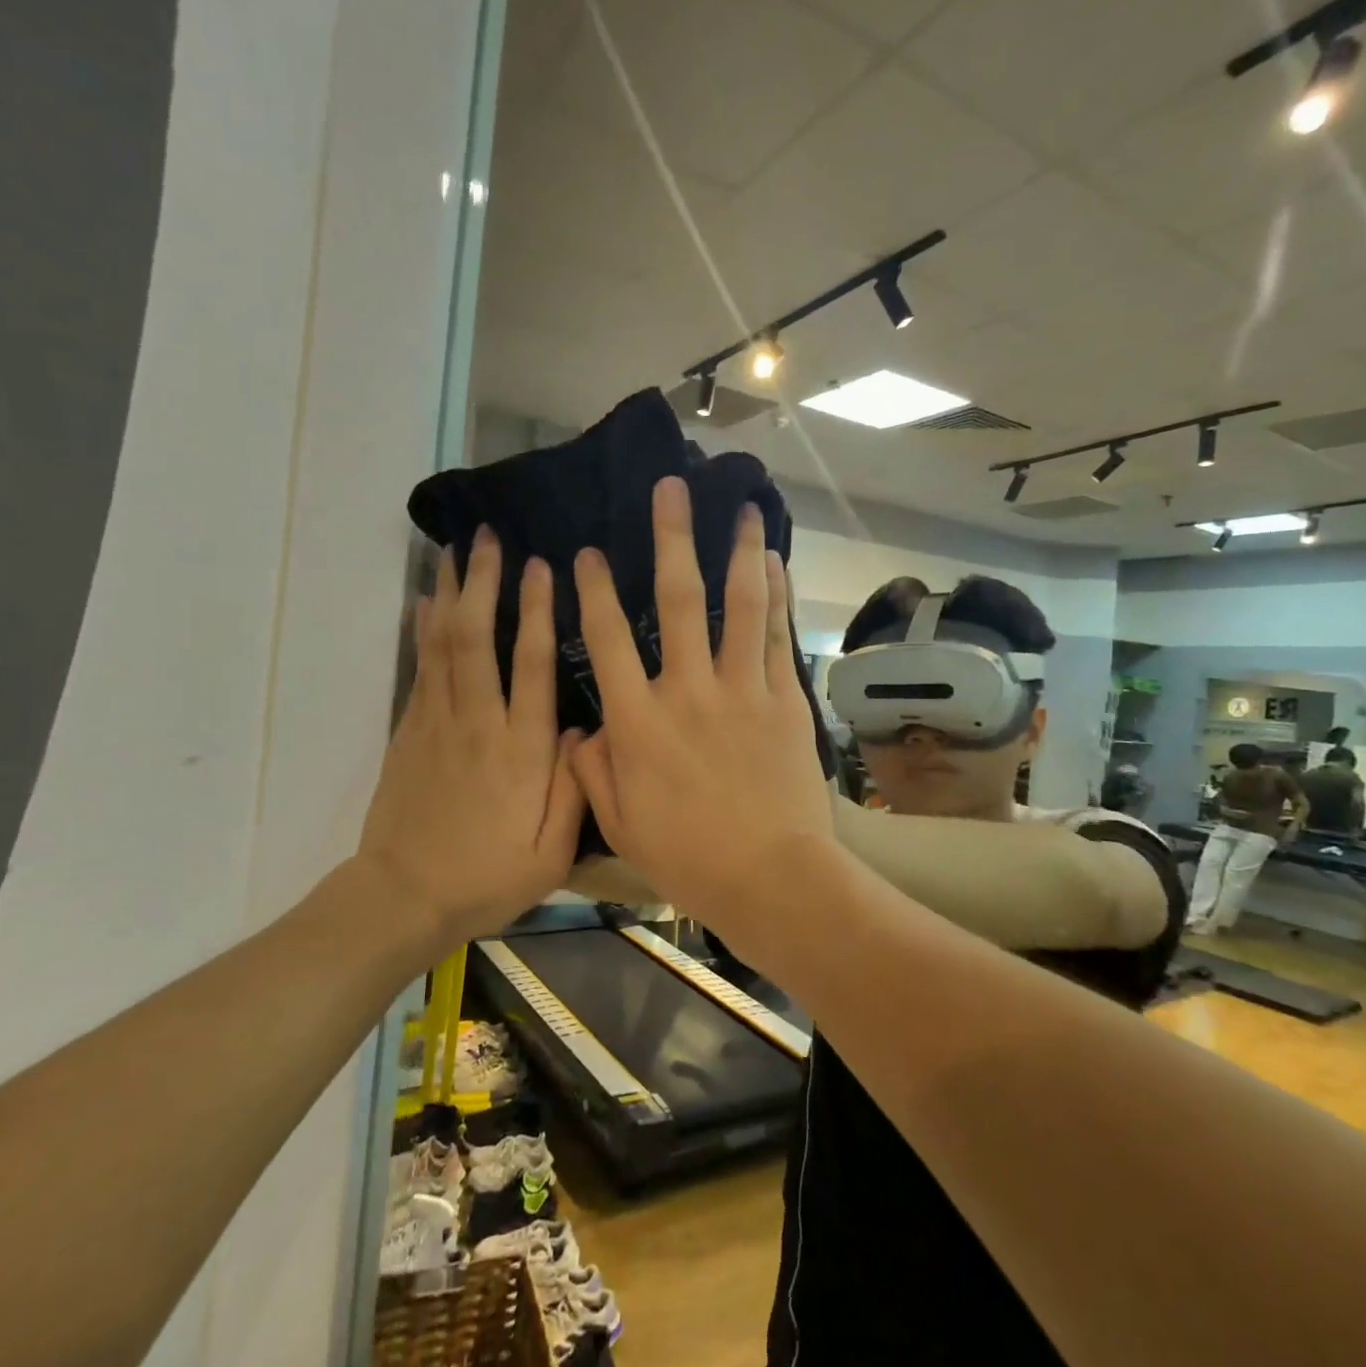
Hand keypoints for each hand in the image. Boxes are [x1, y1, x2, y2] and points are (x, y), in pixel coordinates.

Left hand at [359, 530, 586, 948]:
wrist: (403, 897)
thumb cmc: (486, 877)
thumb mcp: (550, 853)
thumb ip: (573, 789)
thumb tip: (583, 729)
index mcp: (521, 750)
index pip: (533, 666)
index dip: (539, 612)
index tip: (541, 568)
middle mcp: (479, 723)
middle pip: (479, 638)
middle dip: (485, 583)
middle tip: (490, 538)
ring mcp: (437, 723)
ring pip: (444, 644)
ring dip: (450, 593)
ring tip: (455, 551)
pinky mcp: (409, 731)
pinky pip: (420, 667)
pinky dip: (424, 629)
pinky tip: (425, 602)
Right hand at [567, 477, 832, 921]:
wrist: (771, 878)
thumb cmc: (689, 857)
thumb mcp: (621, 824)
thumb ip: (593, 771)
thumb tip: (581, 732)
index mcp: (638, 721)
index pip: (607, 639)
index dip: (593, 590)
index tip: (587, 551)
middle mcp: (687, 690)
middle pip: (676, 599)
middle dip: (670, 538)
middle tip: (670, 487)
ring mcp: (742, 690)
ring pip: (739, 605)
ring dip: (738, 551)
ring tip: (741, 507)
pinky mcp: (784, 701)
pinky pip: (778, 638)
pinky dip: (776, 597)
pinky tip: (775, 564)